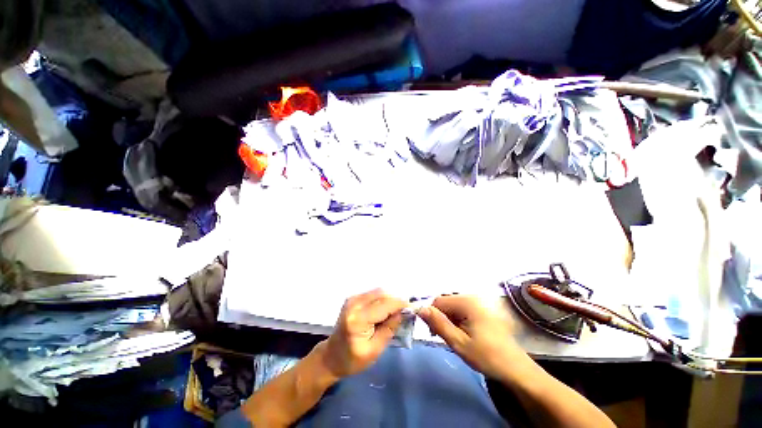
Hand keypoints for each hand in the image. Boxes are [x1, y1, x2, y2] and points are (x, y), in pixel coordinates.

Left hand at [319, 289, 407, 378]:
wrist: (331, 356)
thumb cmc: (352, 360)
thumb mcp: (375, 350)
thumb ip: (390, 328)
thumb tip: (404, 312)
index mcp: (358, 319)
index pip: (384, 305)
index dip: (401, 304)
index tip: (414, 307)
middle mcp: (354, 303)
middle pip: (382, 294)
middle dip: (396, 300)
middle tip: (407, 311)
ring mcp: (352, 298)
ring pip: (378, 291)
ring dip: (390, 299)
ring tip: (398, 311)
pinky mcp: (353, 298)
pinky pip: (373, 294)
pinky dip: (383, 299)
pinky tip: (386, 309)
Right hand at [418, 295, 526, 380]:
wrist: (516, 368)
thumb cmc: (487, 356)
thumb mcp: (458, 343)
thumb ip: (438, 324)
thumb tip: (420, 309)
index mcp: (466, 302)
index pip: (438, 300)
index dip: (432, 315)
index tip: (434, 333)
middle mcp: (472, 297)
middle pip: (445, 302)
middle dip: (441, 318)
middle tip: (446, 337)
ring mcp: (478, 302)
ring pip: (453, 306)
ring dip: (449, 320)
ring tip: (456, 338)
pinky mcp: (482, 309)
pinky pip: (462, 309)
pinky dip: (458, 320)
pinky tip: (464, 334)